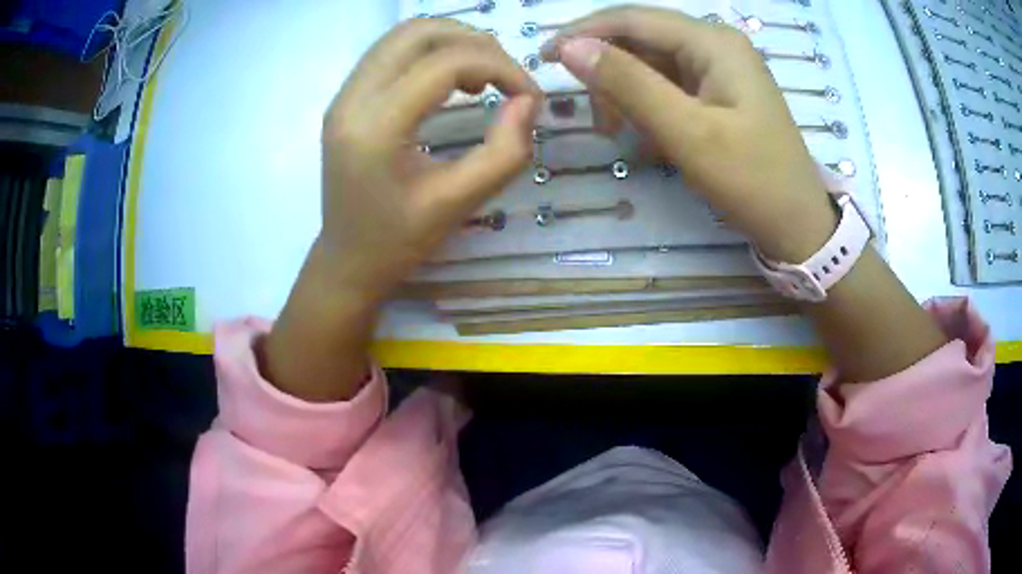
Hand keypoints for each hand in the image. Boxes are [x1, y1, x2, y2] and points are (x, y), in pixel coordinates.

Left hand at [262, 20, 540, 400]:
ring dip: (451, 43)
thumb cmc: (399, 241)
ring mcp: (343, 95)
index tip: (529, 95)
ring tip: (481, 79)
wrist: (346, 259)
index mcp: (376, 127)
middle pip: (419, 32)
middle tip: (505, 77)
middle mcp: (351, 99)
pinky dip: (429, 53)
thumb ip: (505, 151)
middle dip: (475, 44)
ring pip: (403, 35)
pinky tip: (451, 82)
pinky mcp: (345, 98)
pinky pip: (391, 53)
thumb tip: (529, 101)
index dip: (500, 67)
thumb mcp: (460, 203)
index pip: (445, 63)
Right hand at [542, 6, 837, 260]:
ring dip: (627, 95)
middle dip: (609, 73)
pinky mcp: (720, 94)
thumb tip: (571, 48)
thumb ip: (629, 84)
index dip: (584, 32)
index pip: (633, 19)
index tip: (544, 57)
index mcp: (713, 42)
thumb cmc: (752, 181)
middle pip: (642, 40)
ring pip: (653, 66)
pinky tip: (648, 140)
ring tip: (619, 135)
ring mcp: (720, 70)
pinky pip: (671, 88)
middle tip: (594, 119)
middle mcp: (716, 45)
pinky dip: (650, 109)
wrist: (798, 226)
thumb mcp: (688, 133)